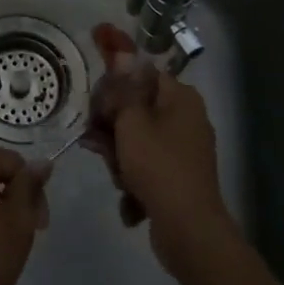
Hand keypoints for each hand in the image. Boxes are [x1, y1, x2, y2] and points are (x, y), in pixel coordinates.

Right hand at [85, 24, 234, 271]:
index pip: (141, 70)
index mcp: (180, 97)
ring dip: (119, 155)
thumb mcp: (132, 122)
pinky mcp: (179, 176)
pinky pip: (146, 164)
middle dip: (111, 123)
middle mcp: (186, 117)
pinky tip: (129, 197)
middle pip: (135, 106)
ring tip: (116, 176)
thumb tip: (123, 53)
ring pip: (136, 138)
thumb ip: (123, 88)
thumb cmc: (159, 167)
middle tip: (95, 139)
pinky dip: (134, 177)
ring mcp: (184, 149)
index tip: (94, 57)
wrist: (189, 231)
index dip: (114, 69)